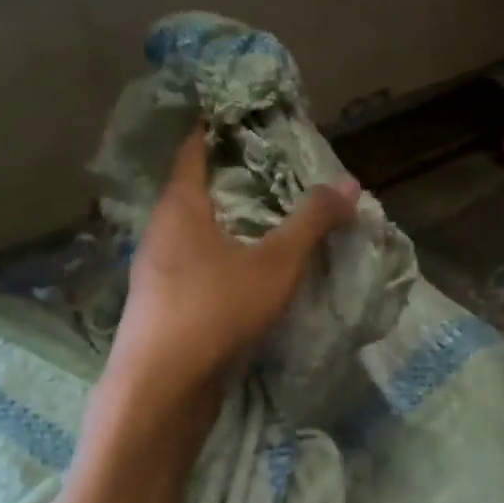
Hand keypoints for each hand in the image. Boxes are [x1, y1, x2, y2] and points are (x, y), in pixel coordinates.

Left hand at [109, 127, 359, 395]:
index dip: (213, 128)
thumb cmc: (214, 309)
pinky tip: (241, 271)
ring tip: (261, 218)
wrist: (161, 387)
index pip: (192, 150)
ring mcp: (154, 272)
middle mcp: (159, 232)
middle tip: (267, 167)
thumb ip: (311, 222)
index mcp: (180, 207)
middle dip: (225, 178)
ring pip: (190, 232)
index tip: (239, 115)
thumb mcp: (275, 263)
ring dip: (221, 222)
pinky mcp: (160, 306)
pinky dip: (216, 256)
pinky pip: (191, 265)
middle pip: (191, 191)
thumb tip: (349, 183)